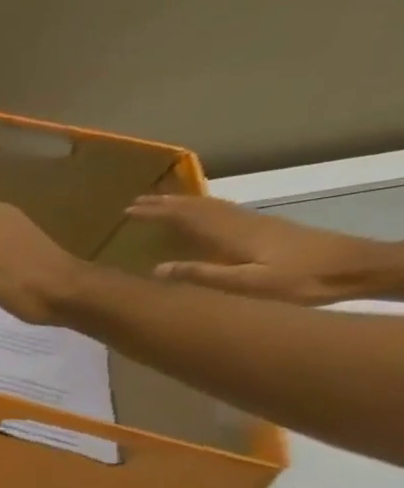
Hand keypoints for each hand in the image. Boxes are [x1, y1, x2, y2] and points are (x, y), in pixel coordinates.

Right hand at [127, 194, 403, 303]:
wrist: (360, 268)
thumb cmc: (302, 280)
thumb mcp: (248, 285)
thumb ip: (202, 275)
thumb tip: (155, 268)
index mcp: (233, 234)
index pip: (187, 217)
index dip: (156, 213)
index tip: (128, 211)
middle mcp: (243, 223)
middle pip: (199, 207)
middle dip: (166, 203)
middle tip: (136, 202)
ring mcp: (258, 223)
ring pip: (213, 207)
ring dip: (184, 204)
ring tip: (161, 203)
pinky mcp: (269, 228)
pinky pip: (226, 212)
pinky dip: (205, 209)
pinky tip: (202, 215)